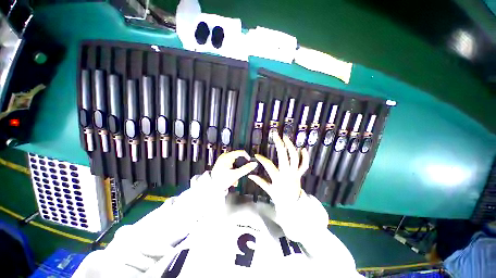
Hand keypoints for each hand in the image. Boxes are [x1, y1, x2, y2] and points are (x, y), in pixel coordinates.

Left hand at [211, 150, 257, 190]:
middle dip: (241, 166)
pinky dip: (233, 171)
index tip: (250, 162)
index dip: (247, 157)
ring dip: (237, 170)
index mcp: (227, 156)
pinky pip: (231, 165)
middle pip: (238, 158)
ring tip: (236, 179)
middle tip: (242, 173)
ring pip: (235, 163)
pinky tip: (232, 179)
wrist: (211, 188)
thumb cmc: (222, 180)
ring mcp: (222, 160)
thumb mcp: (236, 175)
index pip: (240, 152)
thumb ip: (246, 169)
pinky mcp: (222, 164)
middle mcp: (224, 156)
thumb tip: (254, 163)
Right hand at [248, 133, 309, 203]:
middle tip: (275, 135)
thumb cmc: (279, 197)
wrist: (293, 204)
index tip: (256, 155)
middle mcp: (287, 173)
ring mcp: (295, 172)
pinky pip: (304, 164)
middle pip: (283, 156)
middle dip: (279, 144)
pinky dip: (305, 157)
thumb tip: (250, 175)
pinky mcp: (300, 173)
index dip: (261, 159)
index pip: (268, 165)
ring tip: (286, 138)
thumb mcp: (269, 190)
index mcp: (278, 177)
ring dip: (290, 146)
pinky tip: (303, 148)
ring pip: (294, 157)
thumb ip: (259, 181)